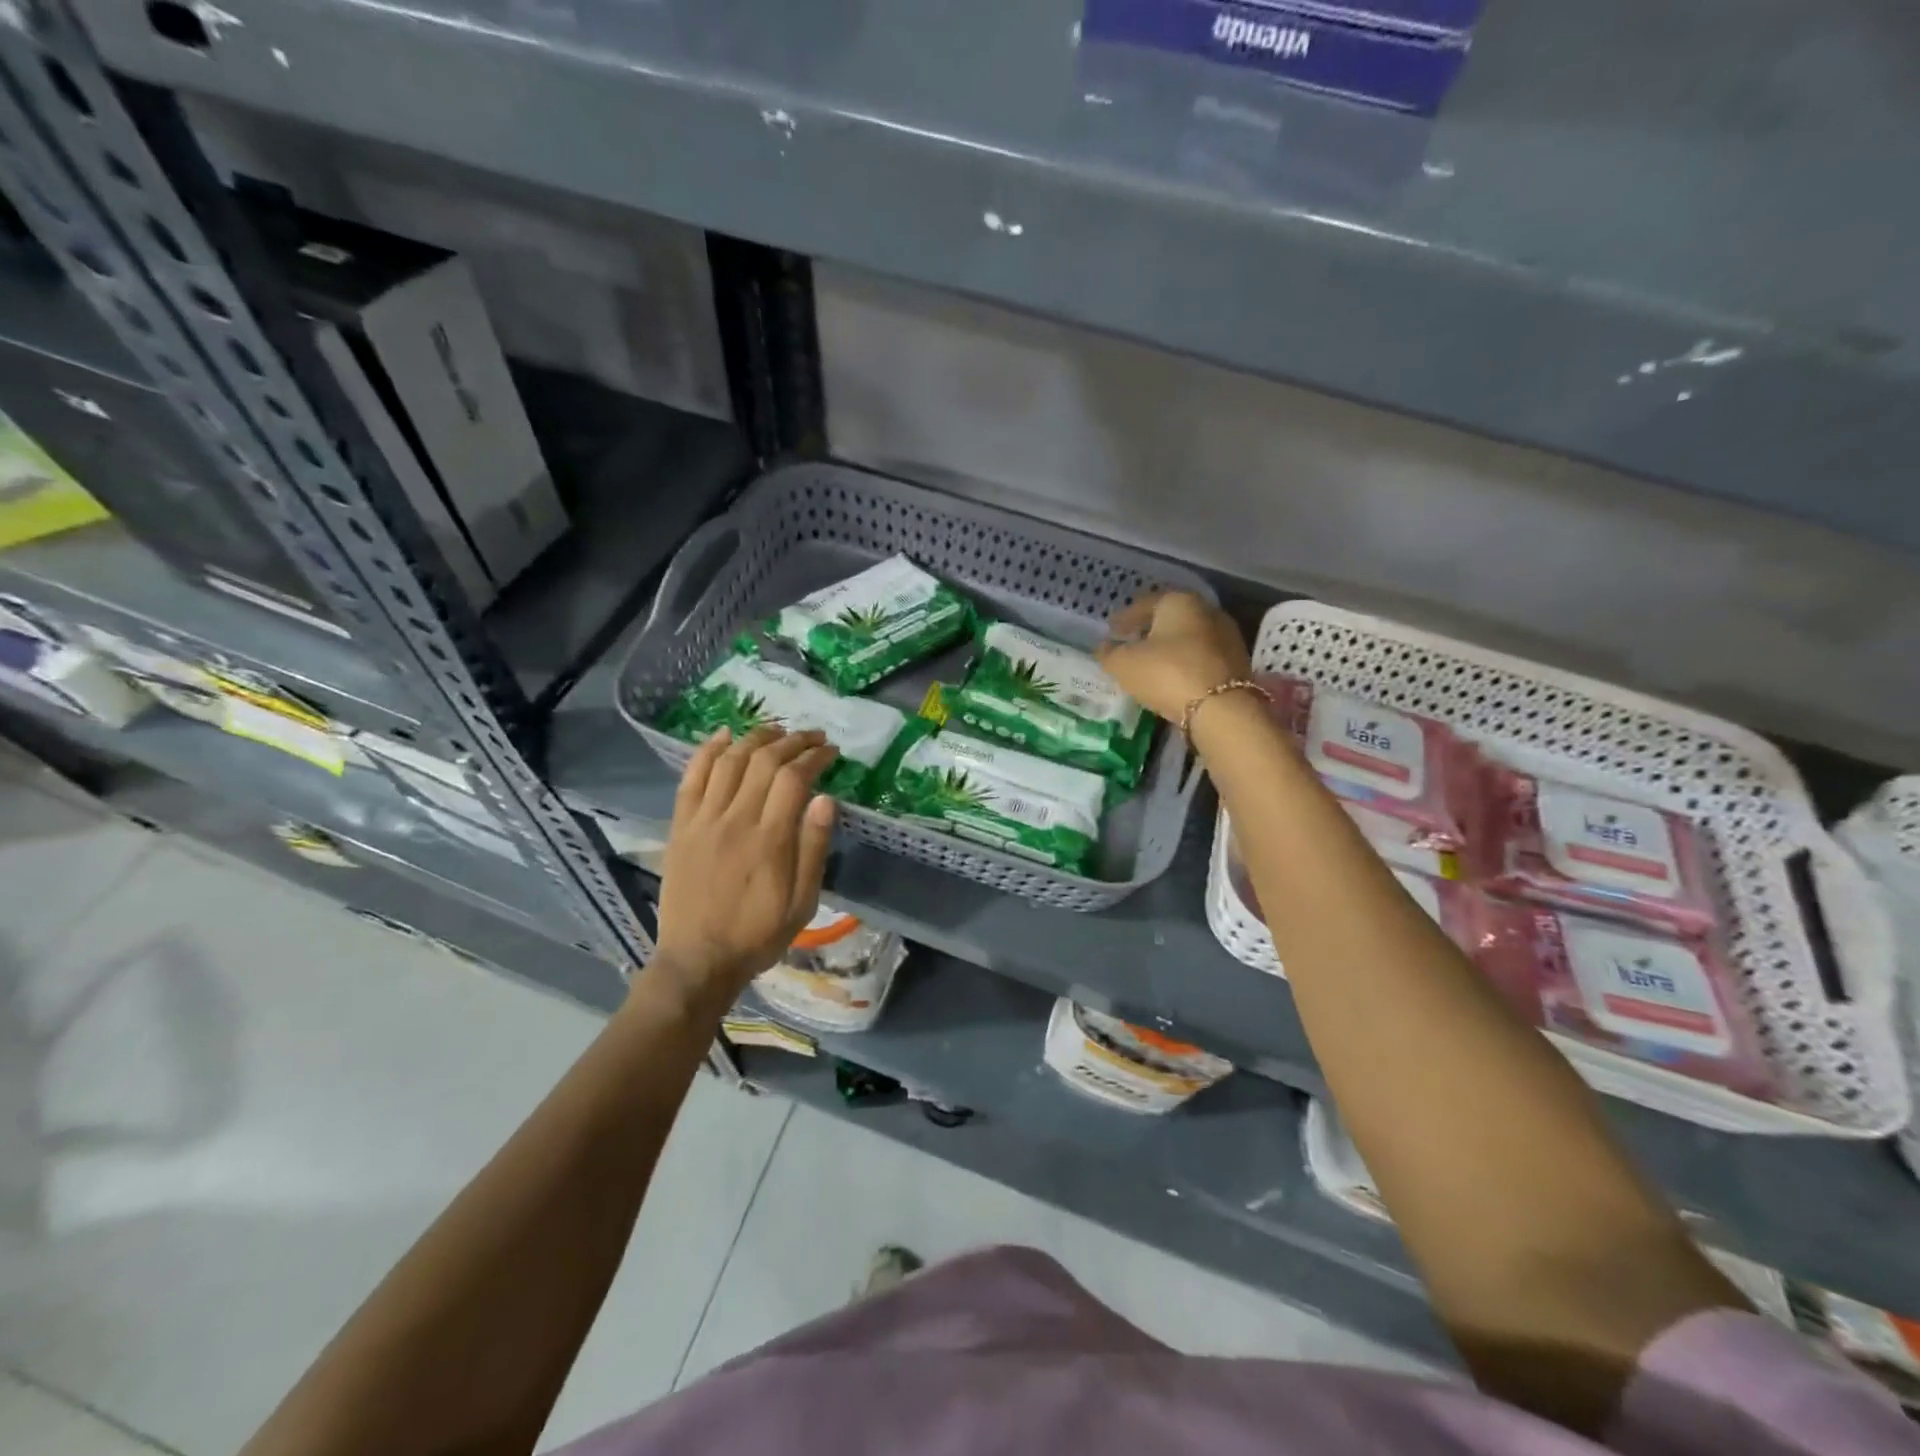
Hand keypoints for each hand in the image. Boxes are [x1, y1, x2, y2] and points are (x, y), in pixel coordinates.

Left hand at [648, 725, 839, 1007]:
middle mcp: (735, 820)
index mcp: (770, 840)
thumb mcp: (802, 902)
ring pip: (729, 761)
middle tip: (811, 736)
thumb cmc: (758, 934)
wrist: (698, 960)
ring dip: (755, 738)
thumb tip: (825, 799)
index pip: (794, 778)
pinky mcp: (681, 826)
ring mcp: (703, 820)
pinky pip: (692, 777)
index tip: (830, 751)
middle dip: (792, 741)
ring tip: (776, 730)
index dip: (814, 756)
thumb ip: (813, 848)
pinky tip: (724, 735)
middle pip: (764, 761)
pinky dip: (707, 751)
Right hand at [1095, 591, 1251, 723]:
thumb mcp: (1125, 664)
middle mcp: (1207, 611)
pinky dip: (1184, 662)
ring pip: (1188, 637)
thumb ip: (1109, 653)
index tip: (1111, 629)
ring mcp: (1227, 636)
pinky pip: (1201, 657)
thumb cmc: (1167, 672)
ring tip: (1150, 663)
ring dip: (1169, 647)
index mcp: (1179, 601)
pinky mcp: (1236, 663)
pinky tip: (1172, 677)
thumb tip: (1104, 647)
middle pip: (1170, 617)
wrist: (1221, 708)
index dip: (1125, 617)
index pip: (1145, 603)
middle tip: (1131, 642)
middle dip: (1149, 629)